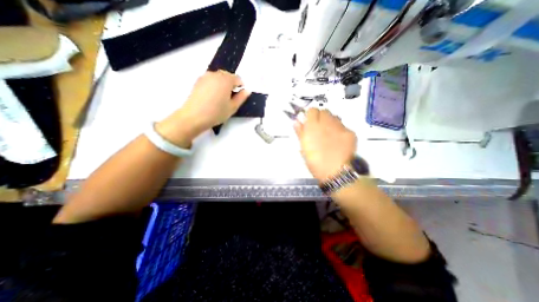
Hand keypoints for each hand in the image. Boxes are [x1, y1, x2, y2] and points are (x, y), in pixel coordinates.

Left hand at [155, 69, 249, 146]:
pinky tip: (212, 96)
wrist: (194, 116)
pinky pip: (211, 79)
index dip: (241, 87)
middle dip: (231, 84)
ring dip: (223, 84)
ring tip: (221, 97)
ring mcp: (205, 76)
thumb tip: (247, 90)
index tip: (239, 96)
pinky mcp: (198, 81)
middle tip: (230, 98)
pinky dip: (214, 85)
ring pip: (219, 77)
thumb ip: (241, 97)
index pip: (238, 78)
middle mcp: (215, 74)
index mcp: (226, 80)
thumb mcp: (233, 107)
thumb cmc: (216, 113)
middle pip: (228, 76)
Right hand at [293, 108, 356, 181]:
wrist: (334, 172)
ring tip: (329, 135)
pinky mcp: (350, 133)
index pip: (312, 110)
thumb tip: (297, 121)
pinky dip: (340, 131)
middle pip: (325, 111)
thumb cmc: (314, 162)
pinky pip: (343, 126)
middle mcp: (326, 123)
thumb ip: (300, 132)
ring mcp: (340, 127)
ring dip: (330, 122)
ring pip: (335, 117)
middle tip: (320, 129)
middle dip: (321, 117)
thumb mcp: (303, 148)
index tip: (310, 122)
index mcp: (313, 126)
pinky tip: (339, 141)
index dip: (311, 115)